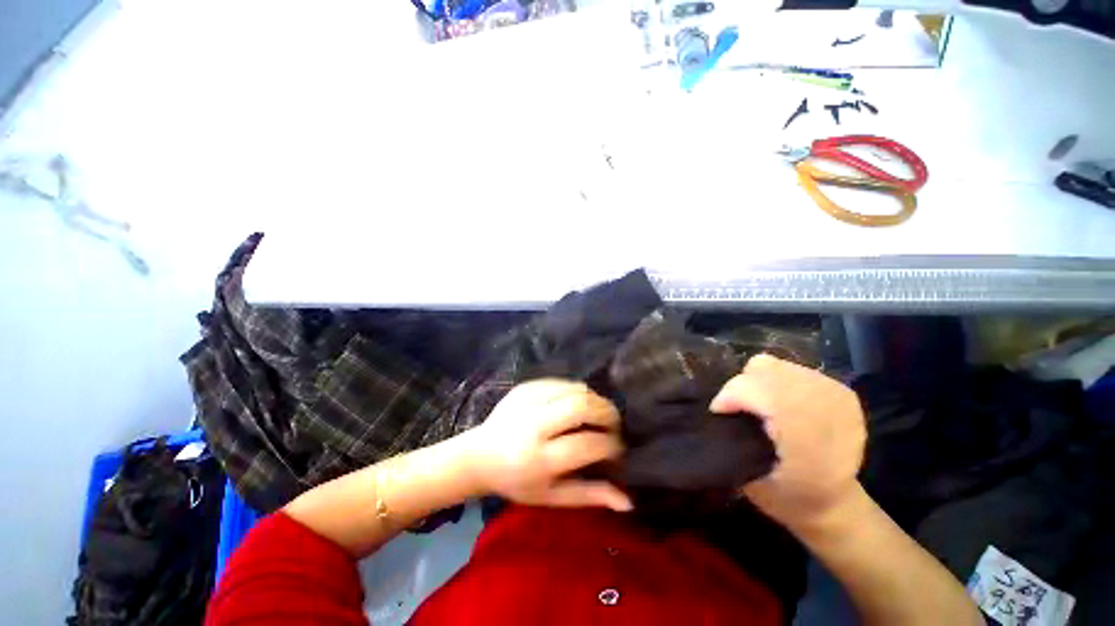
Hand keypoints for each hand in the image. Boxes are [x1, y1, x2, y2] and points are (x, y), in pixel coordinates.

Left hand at [465, 379, 632, 511]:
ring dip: (595, 400)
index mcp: (538, 460)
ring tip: (598, 414)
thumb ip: (590, 495)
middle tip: (614, 424)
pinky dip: (578, 392)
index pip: (588, 444)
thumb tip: (629, 501)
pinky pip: (562, 382)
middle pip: (582, 406)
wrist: (479, 456)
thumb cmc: (517, 482)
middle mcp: (532, 425)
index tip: (617, 449)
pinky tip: (578, 405)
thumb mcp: (552, 497)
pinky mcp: (525, 387)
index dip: (611, 445)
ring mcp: (527, 401)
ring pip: (576, 389)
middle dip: (608, 413)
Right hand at [710, 354, 865, 531]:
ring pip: (776, 365)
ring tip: (754, 402)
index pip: (762, 393)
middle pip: (766, 372)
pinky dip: (774, 379)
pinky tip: (775, 400)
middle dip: (740, 386)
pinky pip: (790, 368)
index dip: (732, 394)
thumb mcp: (751, 481)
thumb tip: (717, 410)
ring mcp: (837, 398)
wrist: (835, 505)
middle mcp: (828, 414)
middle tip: (734, 408)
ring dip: (757, 381)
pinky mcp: (841, 391)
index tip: (718, 411)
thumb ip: (733, 443)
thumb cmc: (787, 499)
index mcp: (809, 444)